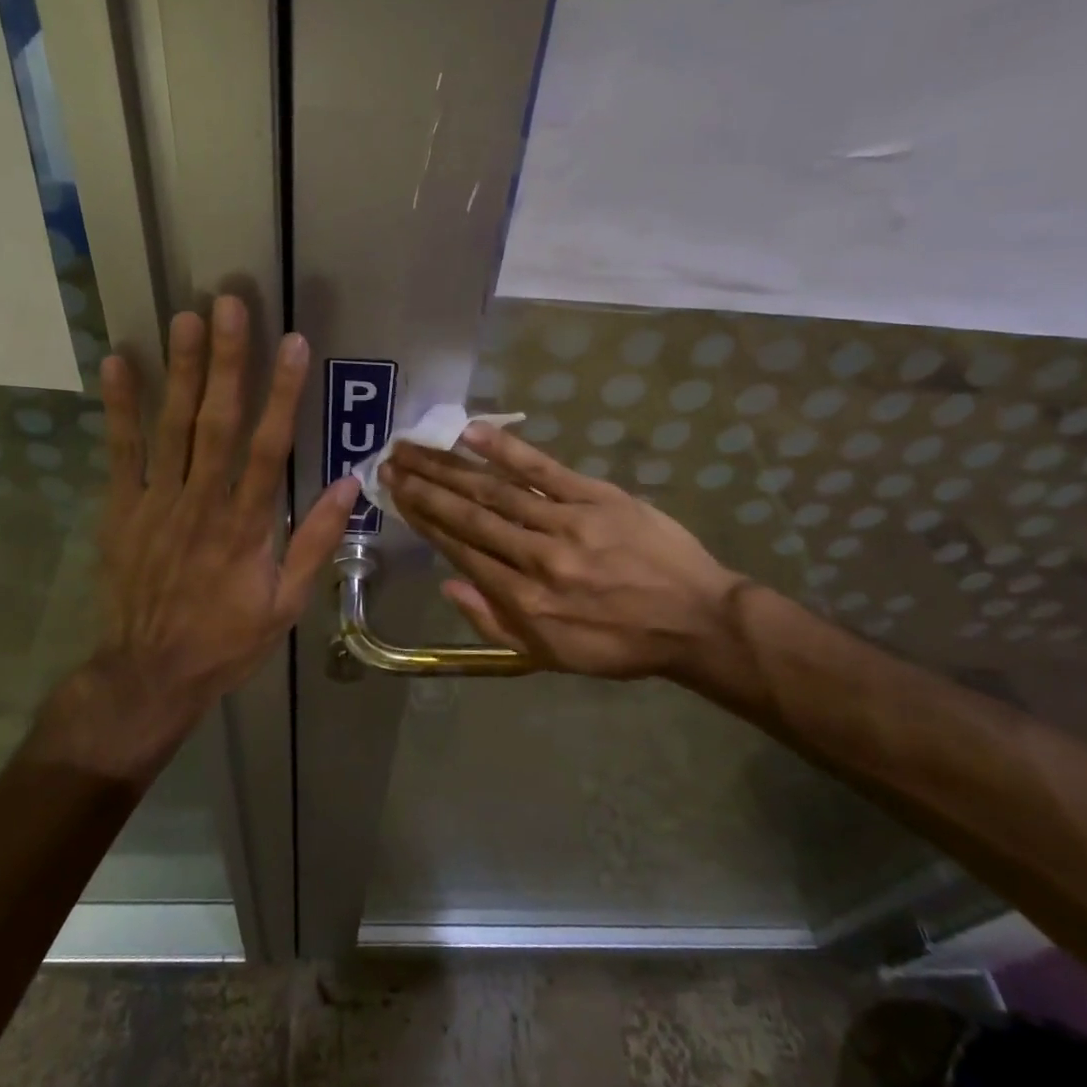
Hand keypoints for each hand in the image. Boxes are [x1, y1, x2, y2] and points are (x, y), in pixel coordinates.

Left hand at [30, 296, 358, 777]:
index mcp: (246, 526)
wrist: (149, 674)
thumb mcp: (286, 604)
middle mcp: (202, 503)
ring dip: (179, 370)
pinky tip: (119, 363)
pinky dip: (120, 407)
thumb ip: (315, 542)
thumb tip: (351, 485)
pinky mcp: (121, 509)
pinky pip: (121, 452)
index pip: (269, 447)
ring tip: (185, 318)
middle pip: (216, 422)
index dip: (283, 394)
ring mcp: (157, 503)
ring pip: (171, 427)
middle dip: (226, 362)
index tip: (294, 344)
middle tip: (229, 305)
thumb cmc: (226, 639)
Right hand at [383, 424, 746, 681]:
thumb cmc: (619, 643)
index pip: (462, 550)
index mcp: (525, 601)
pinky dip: (506, 449)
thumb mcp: (551, 655)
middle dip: (426, 486)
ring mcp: (568, 523)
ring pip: (497, 490)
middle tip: (391, 461)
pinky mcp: (597, 497)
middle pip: (470, 515)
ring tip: (416, 446)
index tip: (398, 495)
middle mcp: (537, 558)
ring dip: (451, 466)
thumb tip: (448, 584)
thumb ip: (494, 623)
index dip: (425, 520)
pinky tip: (473, 432)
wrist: (695, 621)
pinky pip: (544, 470)